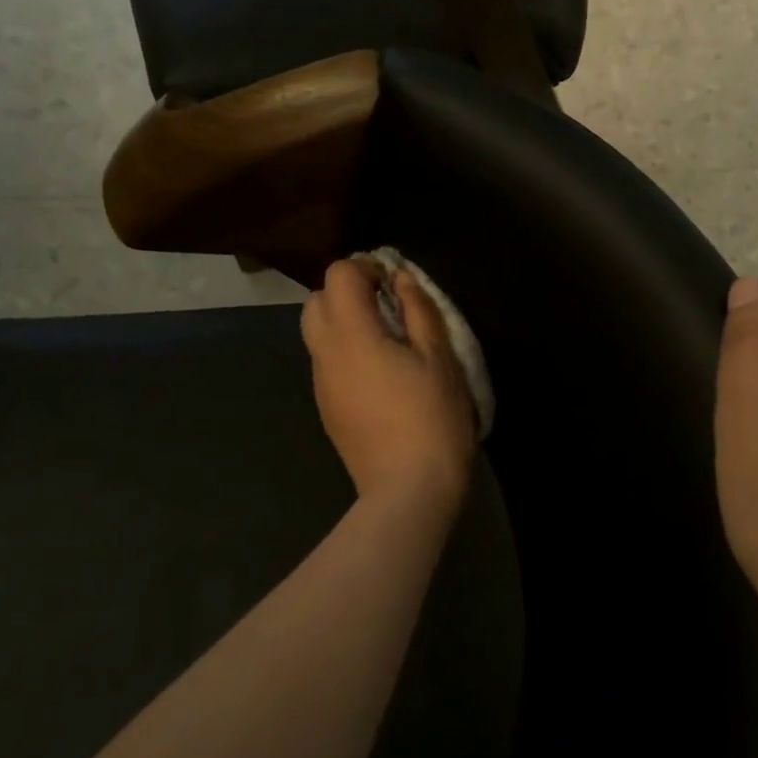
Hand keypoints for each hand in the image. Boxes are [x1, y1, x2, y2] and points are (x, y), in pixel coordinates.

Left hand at [301, 258, 477, 514]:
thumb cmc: (432, 419)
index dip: (366, 267)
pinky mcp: (326, 408)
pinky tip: (381, 375)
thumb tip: (401, 279)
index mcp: (352, 335)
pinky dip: (345, 351)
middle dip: (349, 292)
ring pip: (317, 333)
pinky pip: (326, 362)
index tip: (397, 284)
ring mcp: (321, 384)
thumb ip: (419, 310)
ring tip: (388, 341)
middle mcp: (325, 354)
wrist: (408, 490)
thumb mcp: (439, 358)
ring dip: (345, 322)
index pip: (338, 275)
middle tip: (389, 307)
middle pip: (317, 300)